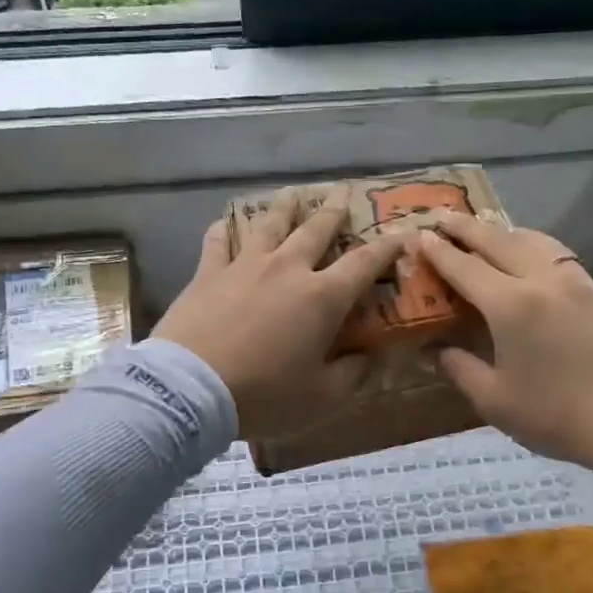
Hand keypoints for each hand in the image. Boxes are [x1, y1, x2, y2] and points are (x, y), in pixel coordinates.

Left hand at [155, 189, 400, 438]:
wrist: (191, 389)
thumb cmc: (265, 394)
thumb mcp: (322, 398)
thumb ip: (352, 374)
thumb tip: (370, 357)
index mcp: (323, 297)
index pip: (364, 263)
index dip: (386, 248)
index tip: (400, 234)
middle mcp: (288, 269)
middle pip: (317, 230)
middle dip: (335, 213)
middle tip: (342, 197)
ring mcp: (245, 266)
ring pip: (270, 224)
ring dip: (286, 208)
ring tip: (294, 194)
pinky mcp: (208, 273)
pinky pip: (218, 242)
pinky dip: (225, 231)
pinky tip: (226, 224)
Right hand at [418, 213, 592, 476]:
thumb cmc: (555, 416)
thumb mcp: (494, 400)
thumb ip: (459, 368)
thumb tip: (431, 350)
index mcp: (510, 305)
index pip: (465, 267)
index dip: (438, 252)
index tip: (418, 236)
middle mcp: (541, 280)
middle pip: (497, 241)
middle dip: (466, 228)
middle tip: (442, 218)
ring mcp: (574, 281)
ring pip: (531, 240)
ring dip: (501, 231)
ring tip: (483, 229)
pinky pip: (556, 252)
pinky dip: (531, 242)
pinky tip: (528, 251)